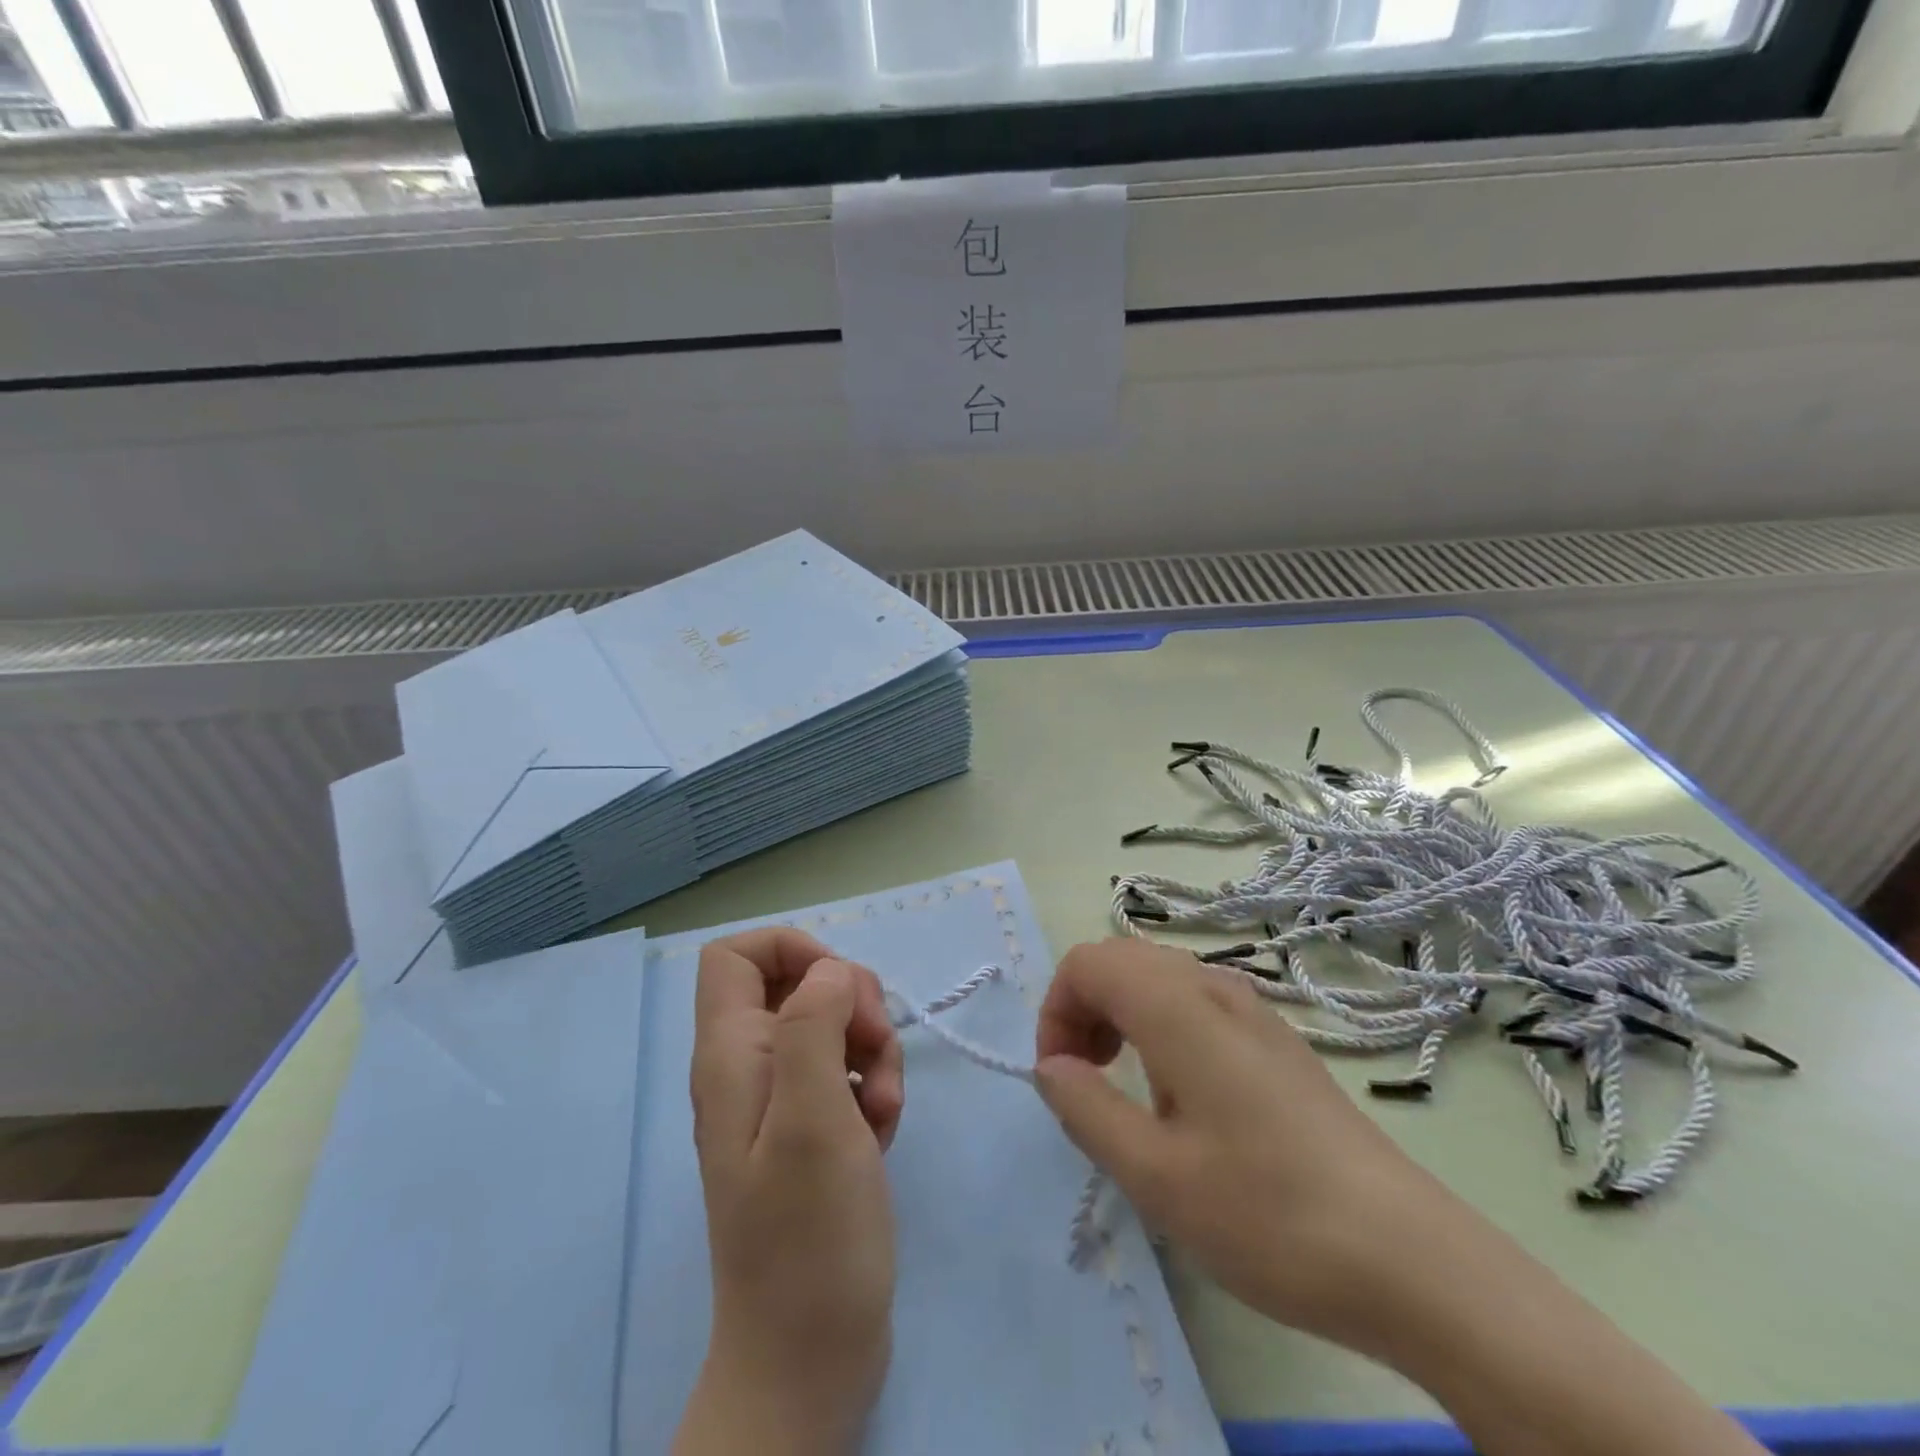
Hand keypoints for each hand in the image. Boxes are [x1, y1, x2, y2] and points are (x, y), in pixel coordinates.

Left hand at [675, 929, 903, 1455]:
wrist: (809, 1359)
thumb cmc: (809, 1236)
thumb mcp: (813, 1115)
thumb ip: (812, 1024)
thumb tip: (829, 970)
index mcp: (731, 1054)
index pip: (736, 954)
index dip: (791, 950)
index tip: (839, 988)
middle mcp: (748, 1067)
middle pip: (799, 984)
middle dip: (852, 1005)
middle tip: (875, 1054)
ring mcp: (780, 1101)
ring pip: (833, 1027)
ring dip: (873, 1052)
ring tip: (884, 1109)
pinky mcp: (812, 1131)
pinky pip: (848, 1073)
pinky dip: (874, 1088)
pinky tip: (883, 1132)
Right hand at [1032, 937, 1465, 1358]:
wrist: (1407, 1257)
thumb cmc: (1266, 1213)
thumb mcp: (1154, 1175)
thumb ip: (1086, 1107)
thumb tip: (1050, 1066)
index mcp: (1177, 1006)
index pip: (1087, 962)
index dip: (1056, 1011)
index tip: (1060, 1079)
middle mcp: (1213, 987)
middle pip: (1121, 960)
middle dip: (1083, 1008)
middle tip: (1085, 1080)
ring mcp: (1251, 1009)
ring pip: (1158, 977)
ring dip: (1120, 1015)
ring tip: (1127, 1090)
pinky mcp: (1275, 1039)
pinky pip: (1195, 1002)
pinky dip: (1159, 1025)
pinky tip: (1181, 1097)